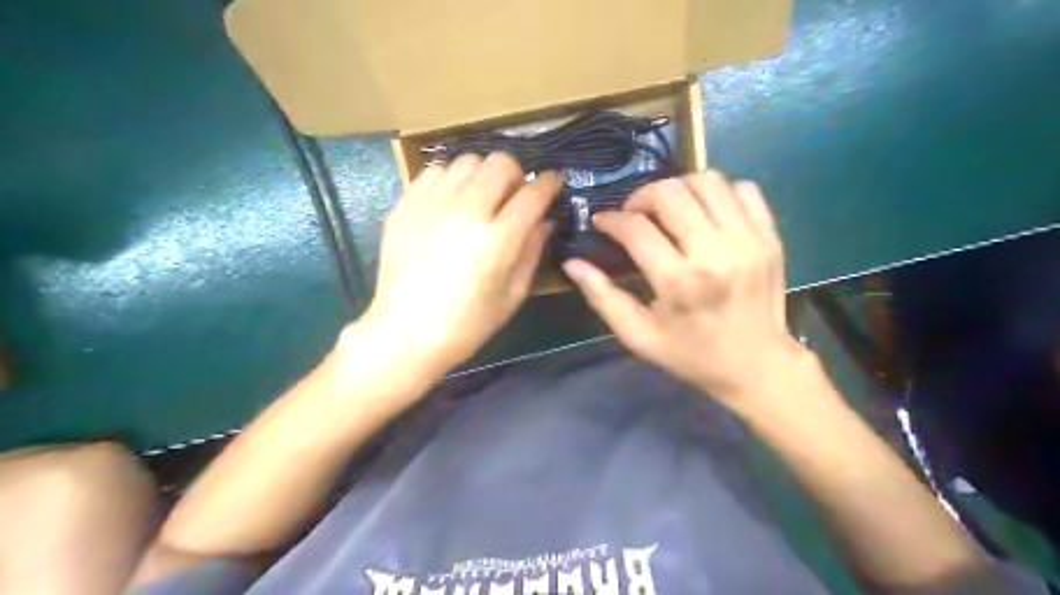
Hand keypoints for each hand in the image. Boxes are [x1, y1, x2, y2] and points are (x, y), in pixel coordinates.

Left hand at [354, 153, 557, 375]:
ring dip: (483, 174)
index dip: (549, 184)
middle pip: (501, 164)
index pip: (533, 193)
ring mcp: (432, 204)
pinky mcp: (406, 205)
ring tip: (481, 197)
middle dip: (517, 175)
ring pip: (467, 160)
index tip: (553, 184)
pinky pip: (435, 171)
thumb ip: (532, 251)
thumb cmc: (467, 323)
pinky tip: (452, 201)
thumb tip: (545, 221)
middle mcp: (466, 211)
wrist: (406, 332)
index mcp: (497, 239)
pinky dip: (451, 178)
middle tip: (514, 195)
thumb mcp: (512, 295)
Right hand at [566, 170, 809, 412]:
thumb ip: (603, 298)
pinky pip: (743, 189)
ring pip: (708, 181)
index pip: (637, 228)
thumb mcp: (639, 337)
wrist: (758, 366)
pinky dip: (718, 193)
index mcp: (679, 283)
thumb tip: (573, 263)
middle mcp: (715, 253)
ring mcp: (749, 241)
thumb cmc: (692, 355)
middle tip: (634, 214)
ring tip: (668, 209)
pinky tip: (704, 214)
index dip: (612, 220)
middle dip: (642, 196)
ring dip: (679, 188)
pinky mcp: (770, 236)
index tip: (602, 223)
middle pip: (671, 193)